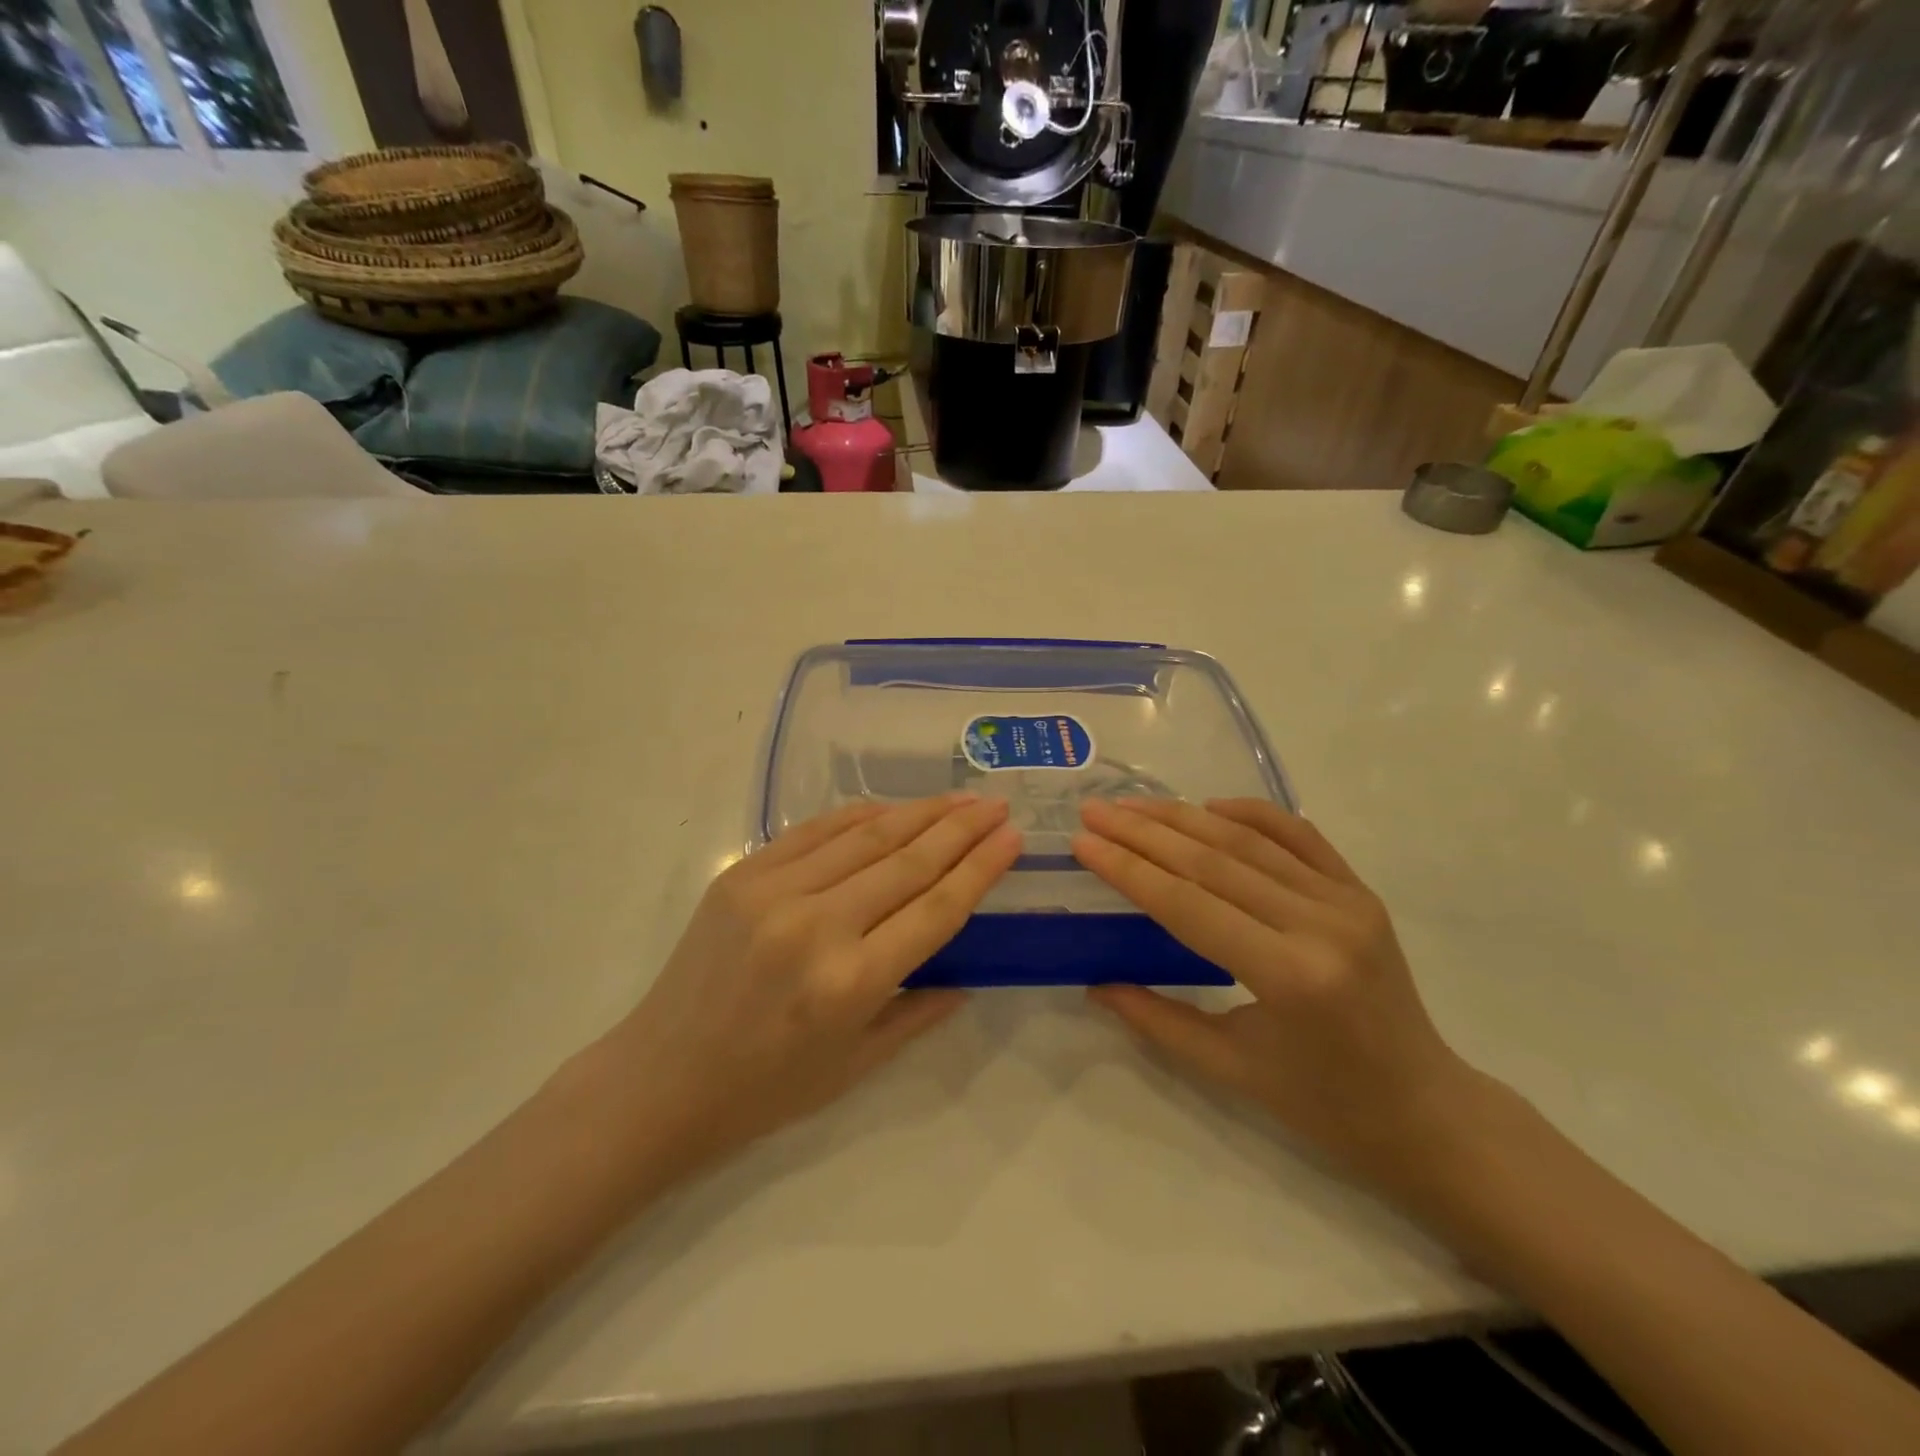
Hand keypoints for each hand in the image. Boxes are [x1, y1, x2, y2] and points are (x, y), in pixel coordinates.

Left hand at [598, 794, 1020, 1180]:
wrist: (660, 1078)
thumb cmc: (765, 1089)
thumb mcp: (856, 1066)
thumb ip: (919, 1010)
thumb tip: (969, 972)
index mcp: (850, 983)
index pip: (935, 909)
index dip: (980, 869)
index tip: (1012, 838)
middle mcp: (816, 926)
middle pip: (907, 862)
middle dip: (960, 829)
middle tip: (996, 806)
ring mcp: (773, 891)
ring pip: (865, 836)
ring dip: (919, 812)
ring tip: (959, 798)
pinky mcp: (742, 874)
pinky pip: (815, 830)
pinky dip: (859, 815)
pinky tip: (891, 807)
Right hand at [1074, 798, 1479, 1187]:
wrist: (1426, 1110)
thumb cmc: (1324, 1104)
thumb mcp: (1230, 1069)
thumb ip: (1157, 1020)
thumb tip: (1094, 984)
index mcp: (1288, 976)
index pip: (1187, 905)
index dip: (1128, 869)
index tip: (1083, 841)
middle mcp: (1320, 925)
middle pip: (1212, 861)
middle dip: (1144, 832)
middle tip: (1095, 810)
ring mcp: (1346, 901)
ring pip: (1249, 840)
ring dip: (1183, 817)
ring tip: (1132, 804)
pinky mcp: (1360, 892)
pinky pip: (1299, 836)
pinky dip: (1251, 813)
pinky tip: (1207, 806)